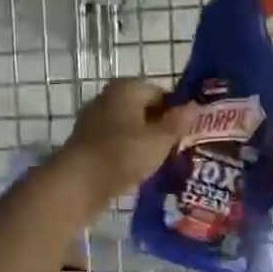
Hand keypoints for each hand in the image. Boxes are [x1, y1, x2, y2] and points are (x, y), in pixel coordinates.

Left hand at [59, 78, 193, 207]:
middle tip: (178, 147)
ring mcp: (94, 121)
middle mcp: (108, 98)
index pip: (161, 92)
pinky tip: (139, 170)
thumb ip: (178, 122)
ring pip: (129, 128)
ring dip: (144, 142)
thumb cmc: (123, 154)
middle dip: (160, 127)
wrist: (78, 183)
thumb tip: (194, 107)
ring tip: (161, 162)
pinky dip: (127, 153)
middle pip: (143, 109)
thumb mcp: (160, 139)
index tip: (189, 132)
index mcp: (126, 88)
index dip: (177, 111)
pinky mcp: (86, 144)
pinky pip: (115, 144)